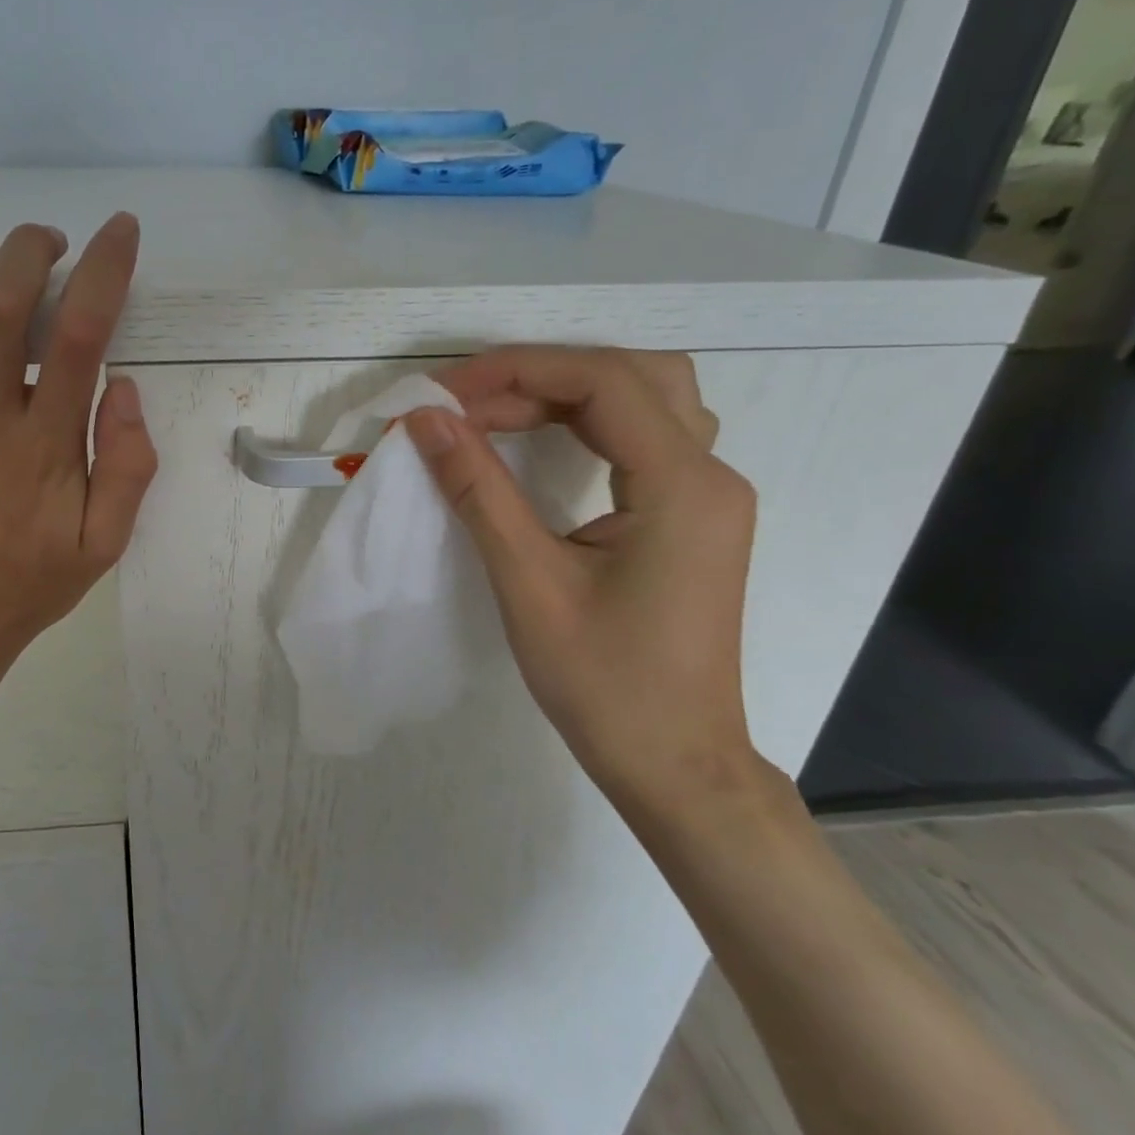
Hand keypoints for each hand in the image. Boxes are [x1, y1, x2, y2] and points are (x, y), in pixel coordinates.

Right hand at [402, 347, 759, 806]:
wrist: (673, 762)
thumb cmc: (604, 682)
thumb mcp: (528, 581)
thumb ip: (477, 489)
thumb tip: (425, 421)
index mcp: (684, 486)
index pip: (603, 382)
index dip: (518, 371)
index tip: (445, 395)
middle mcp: (710, 475)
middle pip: (630, 376)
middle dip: (540, 375)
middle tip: (469, 405)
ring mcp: (707, 495)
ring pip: (643, 400)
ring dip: (565, 393)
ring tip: (494, 416)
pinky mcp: (690, 516)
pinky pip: (642, 437)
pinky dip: (585, 423)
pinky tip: (541, 443)